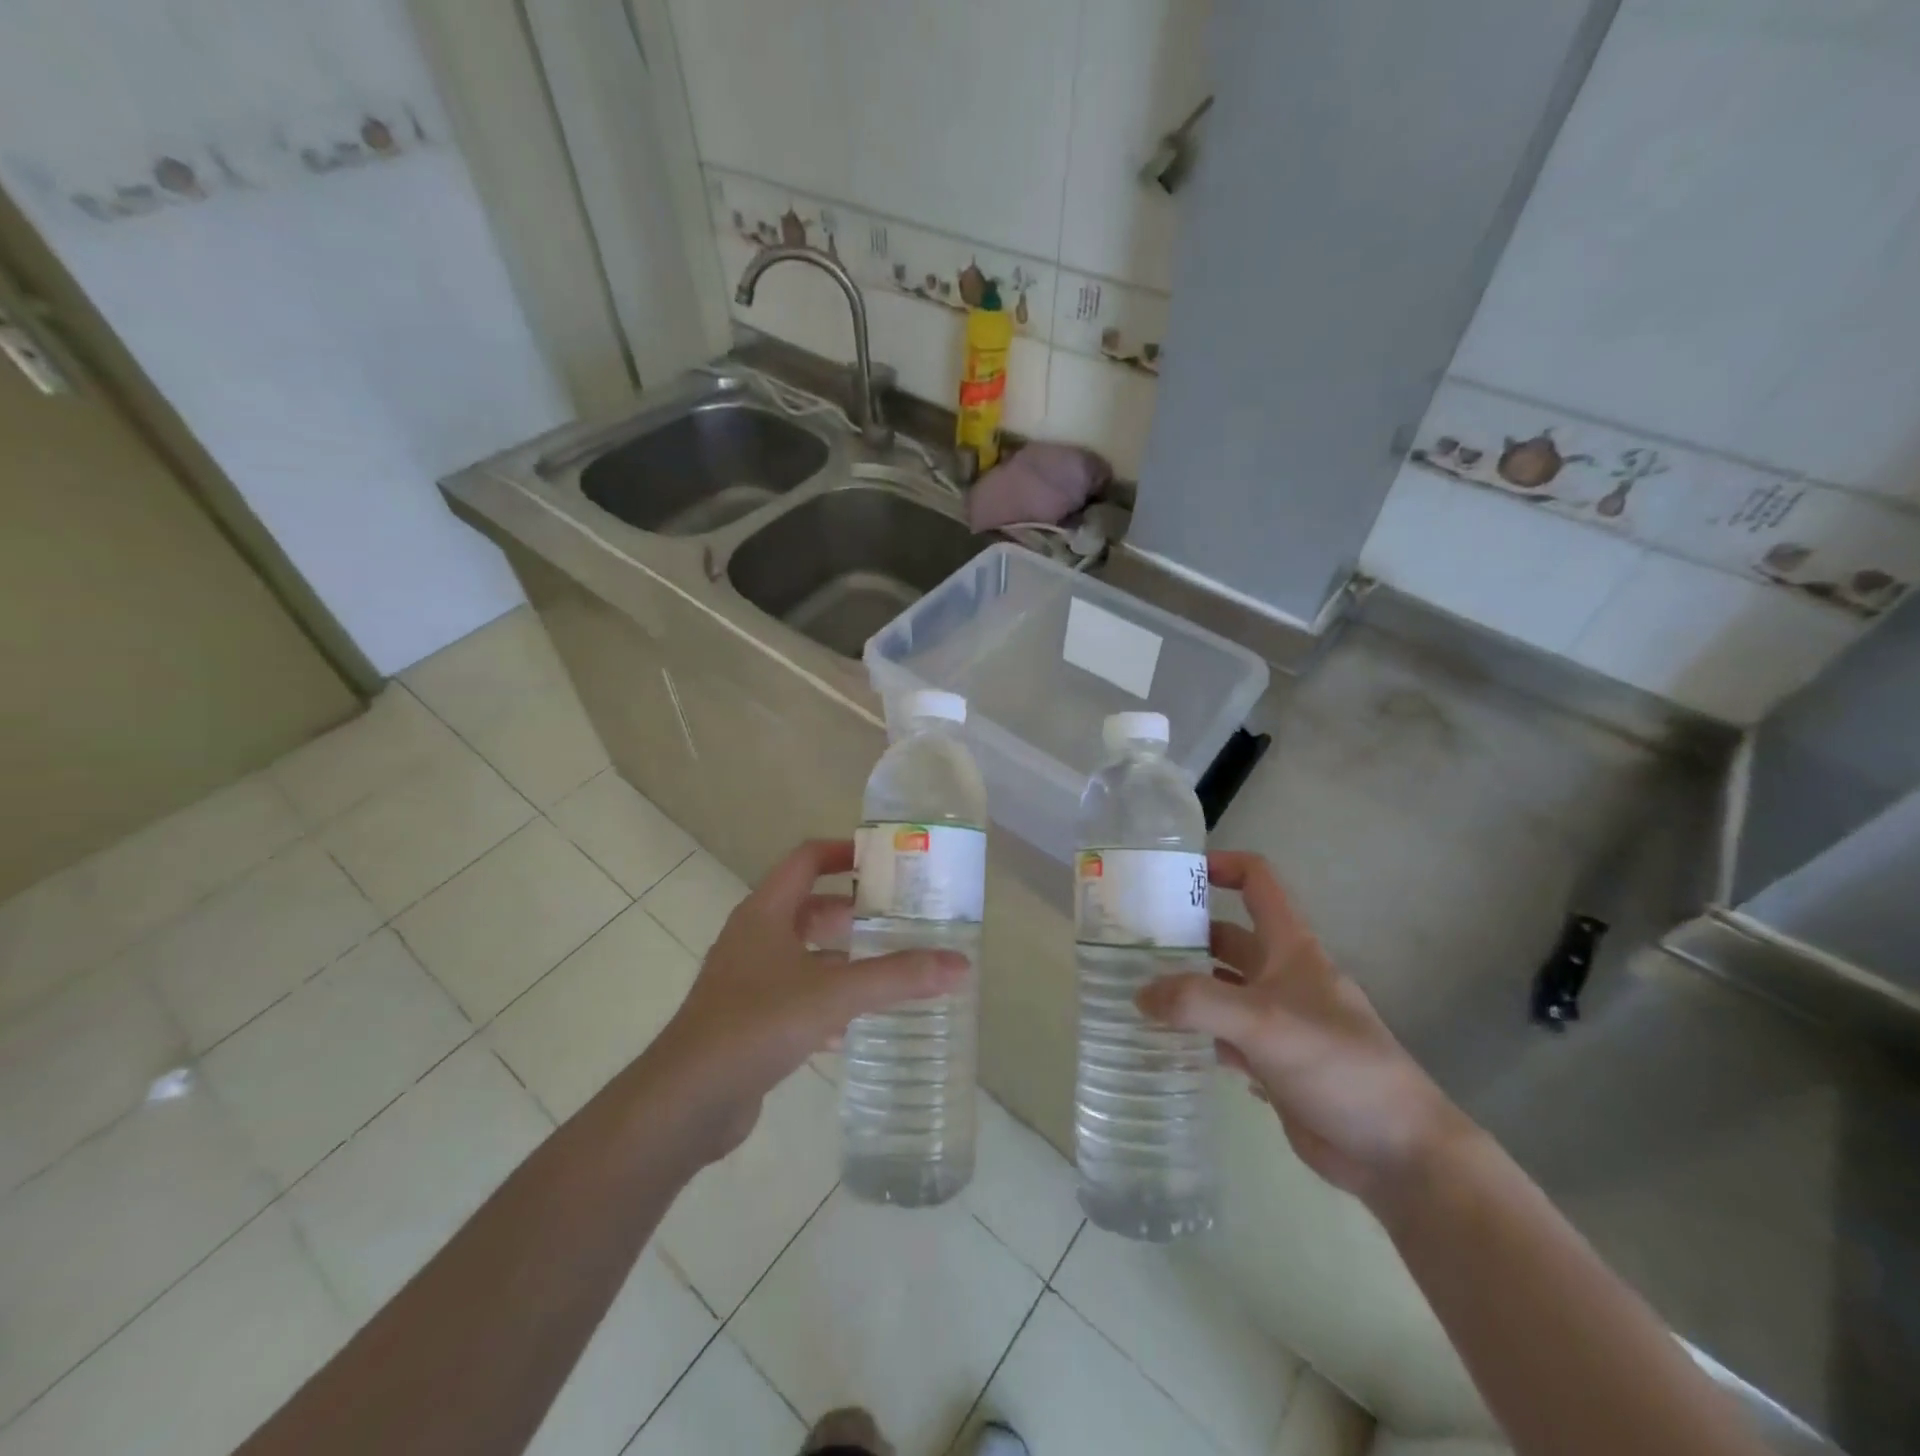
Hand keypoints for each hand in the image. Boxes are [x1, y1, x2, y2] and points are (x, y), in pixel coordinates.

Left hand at [652, 839, 966, 1156]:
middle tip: (900, 919)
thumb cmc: (756, 1024)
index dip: (844, 852)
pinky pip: (798, 996)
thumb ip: (896, 977)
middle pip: (810, 907)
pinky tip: (860, 1022)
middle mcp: (755, 937)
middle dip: (854, 911)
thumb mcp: (833, 994)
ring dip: (844, 957)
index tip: (887, 860)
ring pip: (806, 955)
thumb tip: (960, 965)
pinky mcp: (750, 1020)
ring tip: (891, 966)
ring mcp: (749, 980)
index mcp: (766, 912)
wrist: (686, 1101)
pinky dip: (829, 1000)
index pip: (807, 859)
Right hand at [1137, 851, 1466, 1206]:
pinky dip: (1196, 1033)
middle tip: (1131, 942)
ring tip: (1135, 989)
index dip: (1221, 866)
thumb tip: (1140, 994)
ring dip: (1185, 987)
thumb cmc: (1338, 1066)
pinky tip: (1165, 1040)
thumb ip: (1198, 1003)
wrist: (1396, 1151)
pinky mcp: (1272, 1062)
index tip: (1174, 875)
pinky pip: (1224, 1035)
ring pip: (1222, 988)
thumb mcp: (1264, 1023)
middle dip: (1185, 934)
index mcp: (1290, 948)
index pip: (1258, 882)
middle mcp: (1282, 976)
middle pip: (1228, 938)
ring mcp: (1277, 1021)